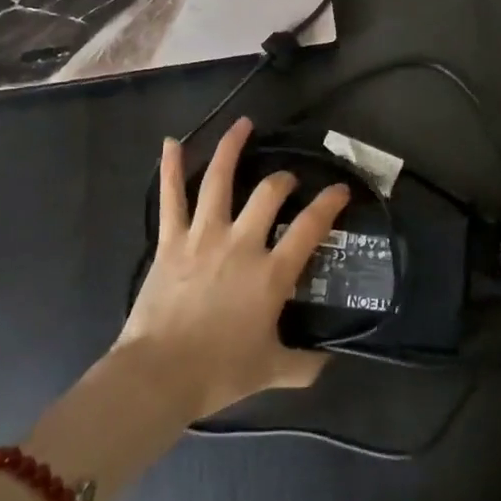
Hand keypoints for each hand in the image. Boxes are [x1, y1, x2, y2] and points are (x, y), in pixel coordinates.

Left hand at [117, 117, 349, 419]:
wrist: (159, 376)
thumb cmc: (218, 372)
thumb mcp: (271, 370)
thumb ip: (304, 364)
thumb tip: (328, 362)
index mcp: (271, 273)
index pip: (310, 227)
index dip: (330, 203)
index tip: (341, 188)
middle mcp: (242, 243)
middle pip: (269, 193)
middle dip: (283, 180)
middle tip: (288, 180)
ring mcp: (203, 236)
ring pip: (219, 180)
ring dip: (232, 148)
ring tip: (243, 124)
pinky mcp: (171, 240)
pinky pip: (171, 197)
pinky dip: (170, 167)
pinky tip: (171, 141)